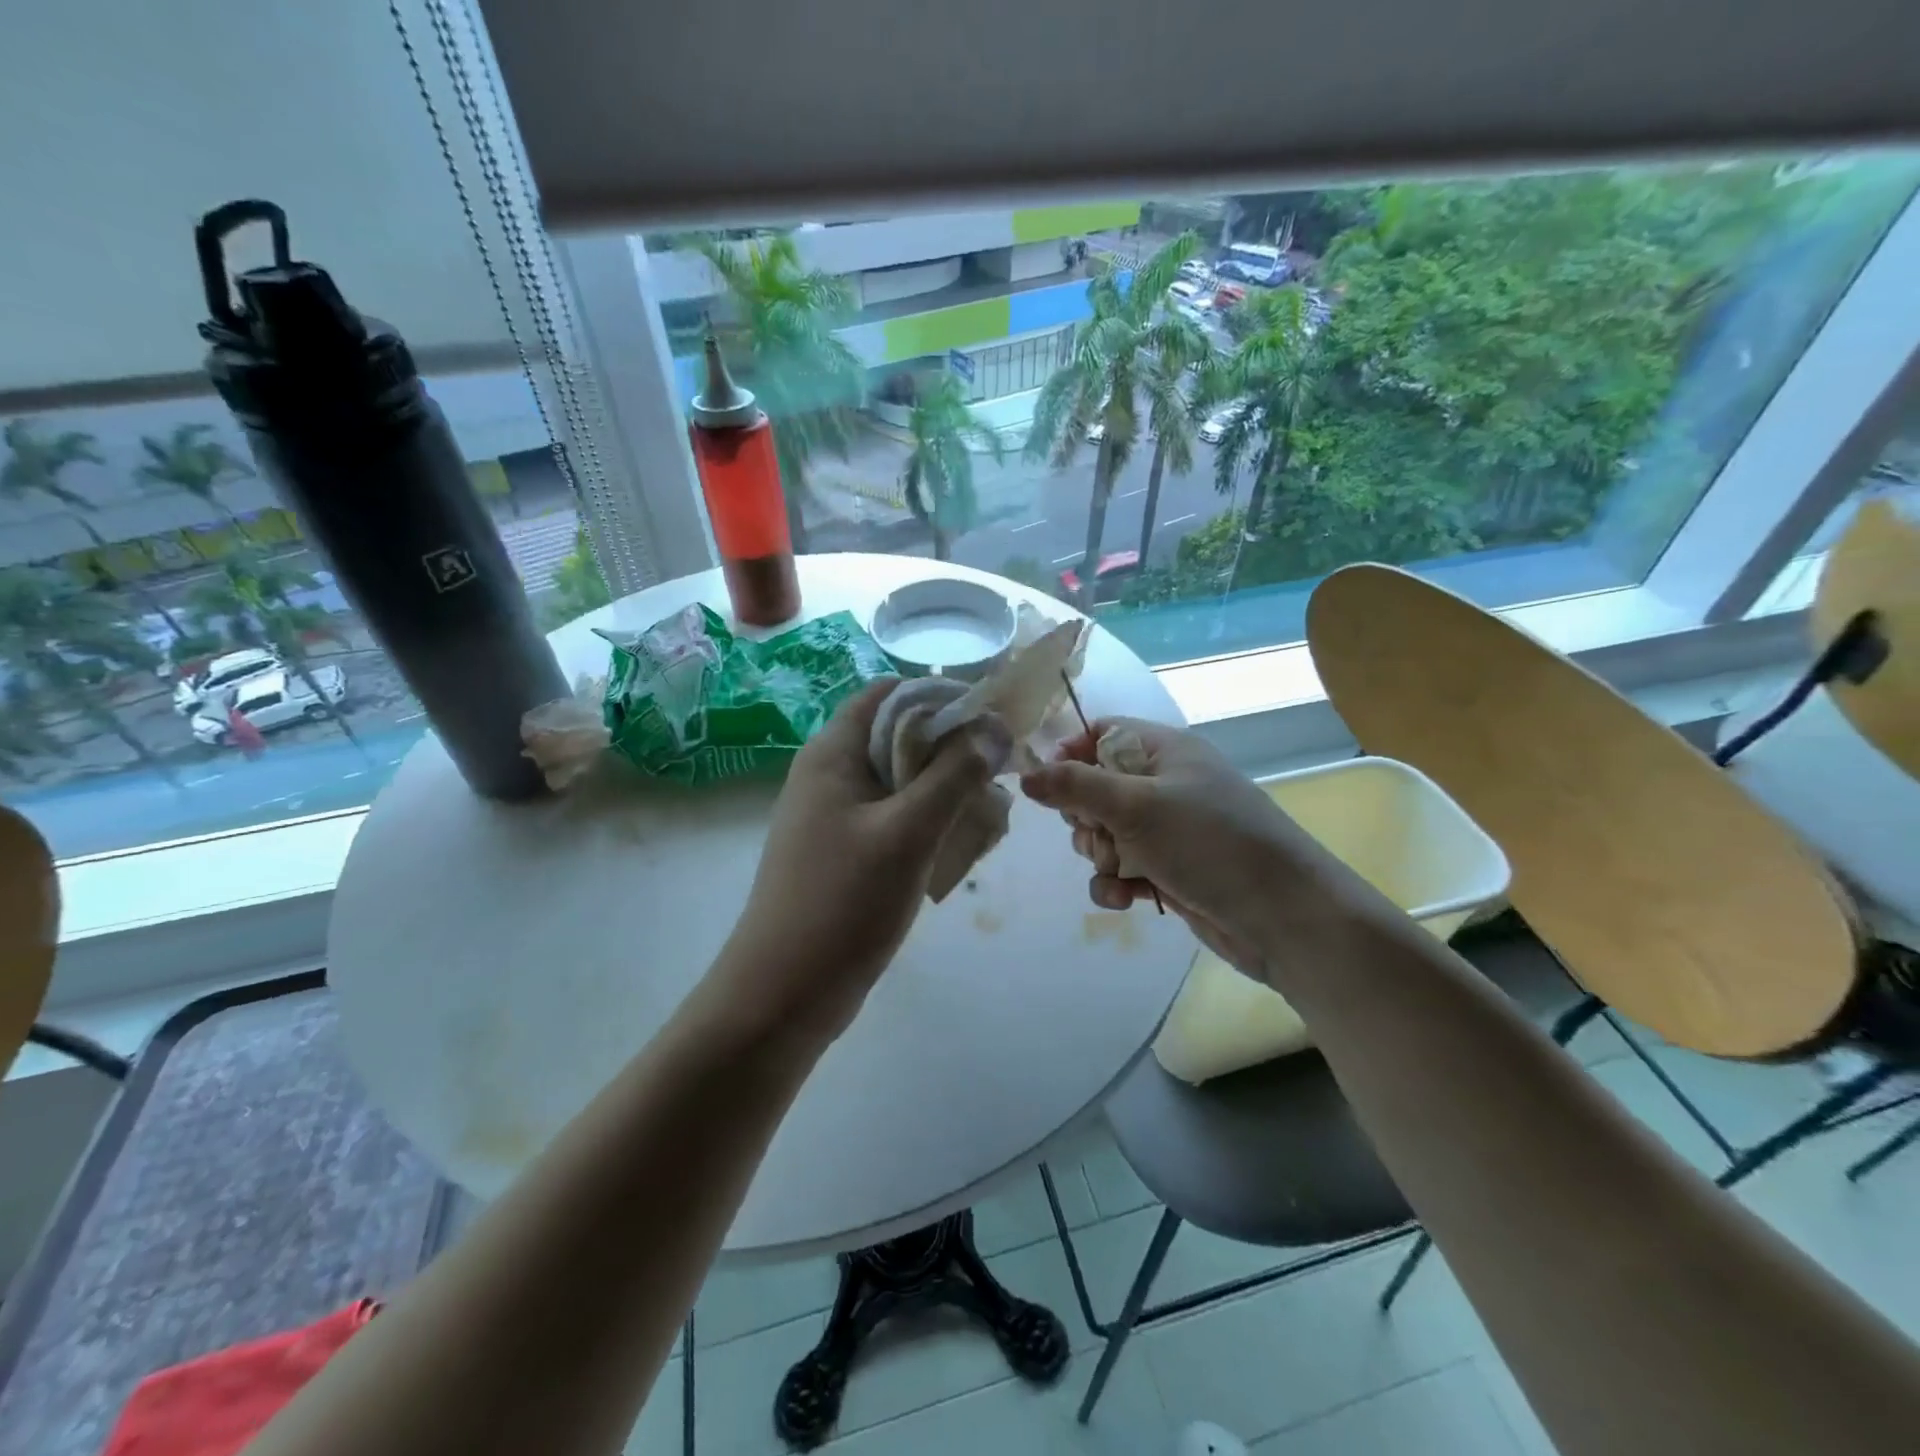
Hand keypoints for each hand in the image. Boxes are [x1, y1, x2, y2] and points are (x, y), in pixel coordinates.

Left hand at [715, 680, 1010, 1041]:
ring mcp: (834, 817)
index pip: (889, 694)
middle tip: (998, 775)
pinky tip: (958, 849)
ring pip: (901, 782)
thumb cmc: (843, 903)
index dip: (941, 696)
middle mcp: (830, 775)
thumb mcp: (909, 832)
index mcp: (832, 753)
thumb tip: (995, 726)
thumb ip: (955, 774)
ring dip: (945, 791)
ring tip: (987, 817)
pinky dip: (928, 824)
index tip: (990, 720)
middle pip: (898, 737)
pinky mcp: (844, 853)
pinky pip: (894, 820)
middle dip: (951, 750)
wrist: (782, 995)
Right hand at [1020, 718, 1320, 980]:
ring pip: (1105, 833)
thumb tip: (1025, 773)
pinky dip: (1117, 884)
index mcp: (1165, 751)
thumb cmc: (1209, 843)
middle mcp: (1166, 784)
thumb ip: (1075, 786)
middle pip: (1095, 788)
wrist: (1283, 917)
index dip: (1070, 754)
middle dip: (1085, 818)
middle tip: (1098, 836)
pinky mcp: (1170, 870)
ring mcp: (1169, 830)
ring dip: (1100, 856)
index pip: (1102, 733)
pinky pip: (1123, 868)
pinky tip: (1126, 900)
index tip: (1047, 785)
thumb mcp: (1136, 807)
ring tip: (1120, 871)